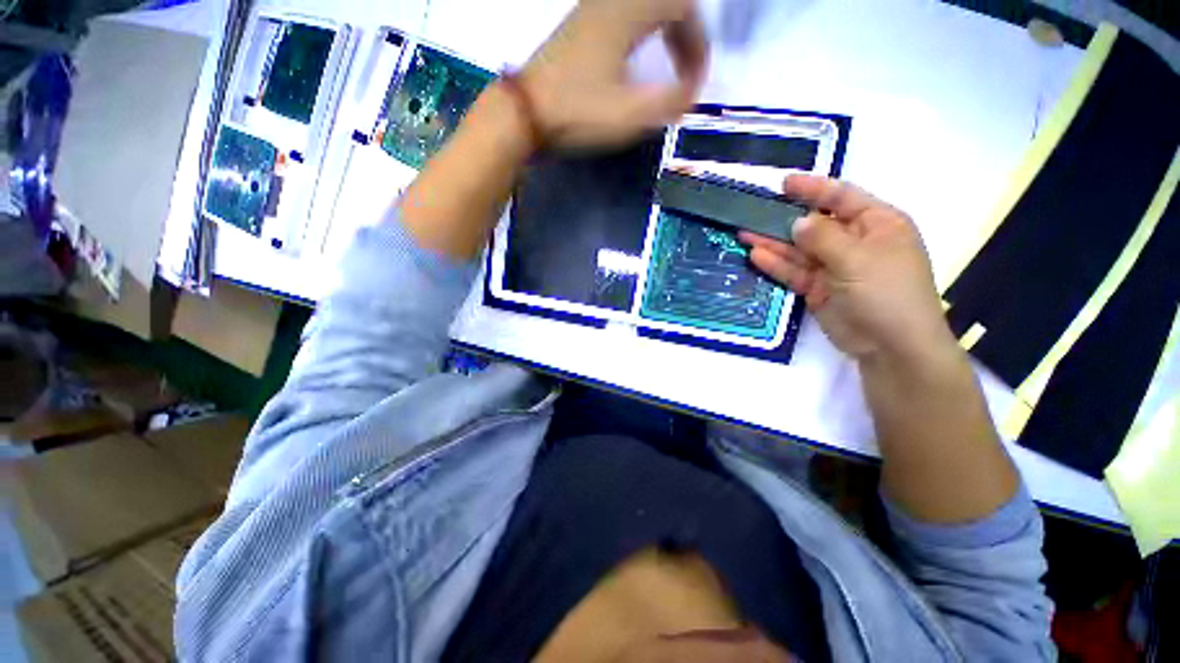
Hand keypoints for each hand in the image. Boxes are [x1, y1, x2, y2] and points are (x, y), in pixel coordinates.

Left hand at [521, 0, 707, 147]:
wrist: (523, 114)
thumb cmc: (577, 113)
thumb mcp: (630, 115)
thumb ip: (669, 101)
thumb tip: (690, 92)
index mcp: (627, 12)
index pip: (682, 8)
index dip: (698, 43)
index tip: (695, 81)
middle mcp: (610, 2)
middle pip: (664, 2)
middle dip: (684, 36)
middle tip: (686, 72)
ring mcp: (590, 13)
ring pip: (642, 8)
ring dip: (663, 34)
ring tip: (666, 68)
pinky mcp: (577, 30)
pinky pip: (622, 18)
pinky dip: (641, 37)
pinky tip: (635, 66)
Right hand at [740, 175, 955, 365]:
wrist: (891, 346)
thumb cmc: (886, 293)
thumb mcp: (857, 259)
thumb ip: (823, 238)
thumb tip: (798, 222)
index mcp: (877, 224)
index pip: (842, 197)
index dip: (813, 188)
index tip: (783, 183)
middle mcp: (854, 242)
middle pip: (814, 224)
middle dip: (784, 218)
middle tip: (752, 210)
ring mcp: (834, 267)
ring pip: (799, 249)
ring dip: (773, 242)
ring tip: (744, 233)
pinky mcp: (818, 289)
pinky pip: (794, 272)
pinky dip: (776, 265)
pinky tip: (755, 256)